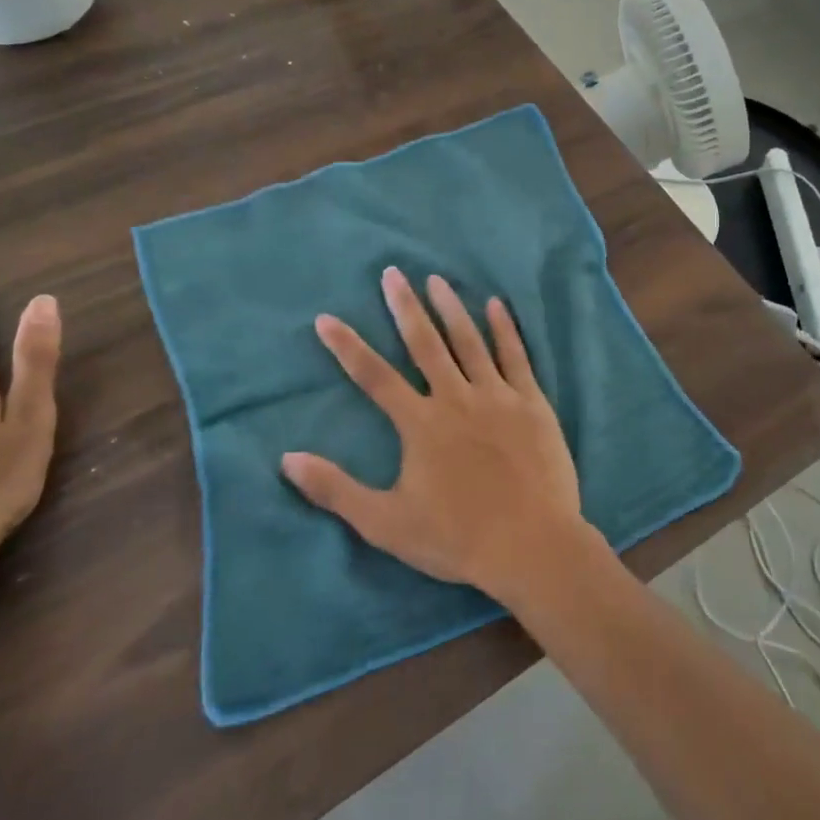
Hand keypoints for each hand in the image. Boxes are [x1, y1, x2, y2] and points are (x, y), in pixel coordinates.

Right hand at [282, 266, 596, 603]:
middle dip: (405, 307)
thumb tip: (287, 458)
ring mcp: (497, 396)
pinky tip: (497, 305)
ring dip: (451, 308)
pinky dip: (504, 329)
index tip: (326, 318)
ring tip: (436, 280)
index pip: (374, 376)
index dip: (347, 346)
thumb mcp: (386, 523)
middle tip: (392, 273)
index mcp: (420, 424)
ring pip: (469, 341)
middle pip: (425, 343)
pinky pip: (516, 356)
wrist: (532, 546)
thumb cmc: (458, 538)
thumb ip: (335, 490)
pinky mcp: (531, 403)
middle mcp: (456, 398)